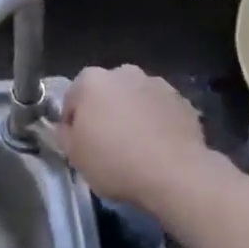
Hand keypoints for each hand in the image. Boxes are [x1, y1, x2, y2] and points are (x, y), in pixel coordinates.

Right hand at [57, 65, 217, 210]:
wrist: (175, 174)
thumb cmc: (114, 162)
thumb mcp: (74, 155)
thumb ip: (64, 134)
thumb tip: (68, 127)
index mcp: (91, 81)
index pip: (72, 99)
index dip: (73, 122)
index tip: (79, 143)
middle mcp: (124, 73)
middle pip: (106, 93)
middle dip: (105, 112)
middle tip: (106, 143)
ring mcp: (157, 84)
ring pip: (135, 99)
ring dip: (132, 115)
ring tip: (135, 147)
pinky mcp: (183, 101)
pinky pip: (160, 110)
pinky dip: (156, 123)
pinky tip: (157, 148)